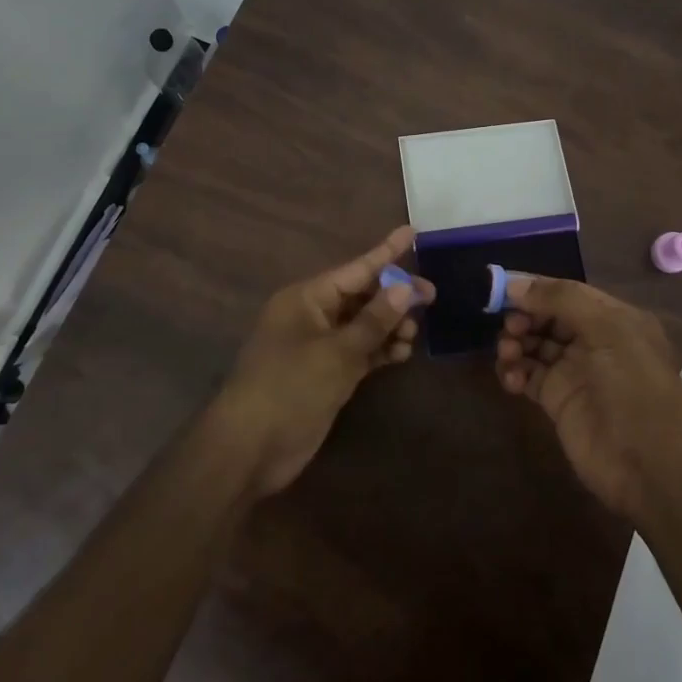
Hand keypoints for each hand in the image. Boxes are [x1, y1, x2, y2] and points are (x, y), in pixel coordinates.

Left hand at [214, 226, 434, 498]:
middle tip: (431, 296)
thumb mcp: (336, 352)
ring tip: (414, 333)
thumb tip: (405, 288)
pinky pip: (359, 351)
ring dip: (389, 326)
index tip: (412, 232)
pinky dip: (380, 350)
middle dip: (394, 295)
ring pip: (363, 325)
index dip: (386, 252)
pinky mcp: (325, 374)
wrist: (251, 449)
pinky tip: (402, 353)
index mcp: (306, 298)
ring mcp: (319, 346)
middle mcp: (312, 316)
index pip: (354, 269)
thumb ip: (374, 321)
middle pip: (361, 296)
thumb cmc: (289, 388)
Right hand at [495, 274, 681, 517]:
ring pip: (534, 344)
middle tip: (511, 327)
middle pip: (547, 317)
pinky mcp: (557, 401)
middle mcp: (594, 341)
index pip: (568, 293)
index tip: (503, 289)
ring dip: (515, 343)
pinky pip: (527, 376)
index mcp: (614, 318)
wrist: (649, 467)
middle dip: (524, 316)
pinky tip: (511, 378)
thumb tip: (515, 284)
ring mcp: (575, 372)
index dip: (536, 288)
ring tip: (508, 353)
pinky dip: (514, 372)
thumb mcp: (608, 330)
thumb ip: (562, 300)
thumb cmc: (634, 387)